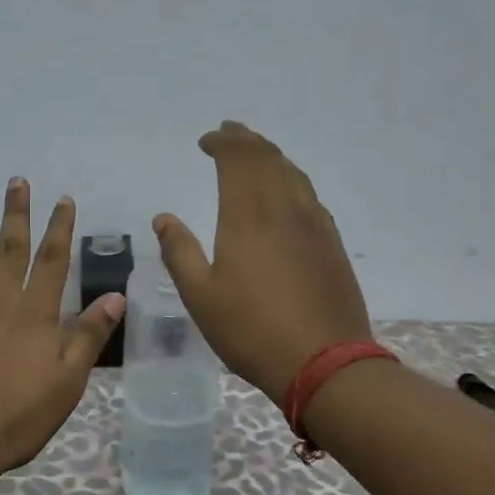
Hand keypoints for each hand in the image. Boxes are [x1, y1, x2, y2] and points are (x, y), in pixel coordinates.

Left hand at [0, 179, 123, 474]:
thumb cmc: (17, 416)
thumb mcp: (68, 381)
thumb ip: (89, 336)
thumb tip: (116, 296)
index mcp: (34, 312)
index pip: (52, 260)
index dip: (59, 227)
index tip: (63, 199)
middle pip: (8, 247)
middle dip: (15, 212)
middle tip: (16, 180)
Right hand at [154, 121, 373, 404]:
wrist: (326, 363)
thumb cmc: (252, 331)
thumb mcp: (201, 297)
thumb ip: (180, 253)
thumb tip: (163, 218)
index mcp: (248, 217)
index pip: (238, 160)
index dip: (222, 143)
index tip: (206, 141)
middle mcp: (285, 209)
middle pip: (268, 158)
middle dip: (246, 140)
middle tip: (230, 132)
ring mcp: (314, 224)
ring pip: (293, 173)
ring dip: (271, 156)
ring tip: (255, 152)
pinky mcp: (331, 243)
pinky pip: (309, 194)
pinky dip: (291, 179)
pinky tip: (286, 192)